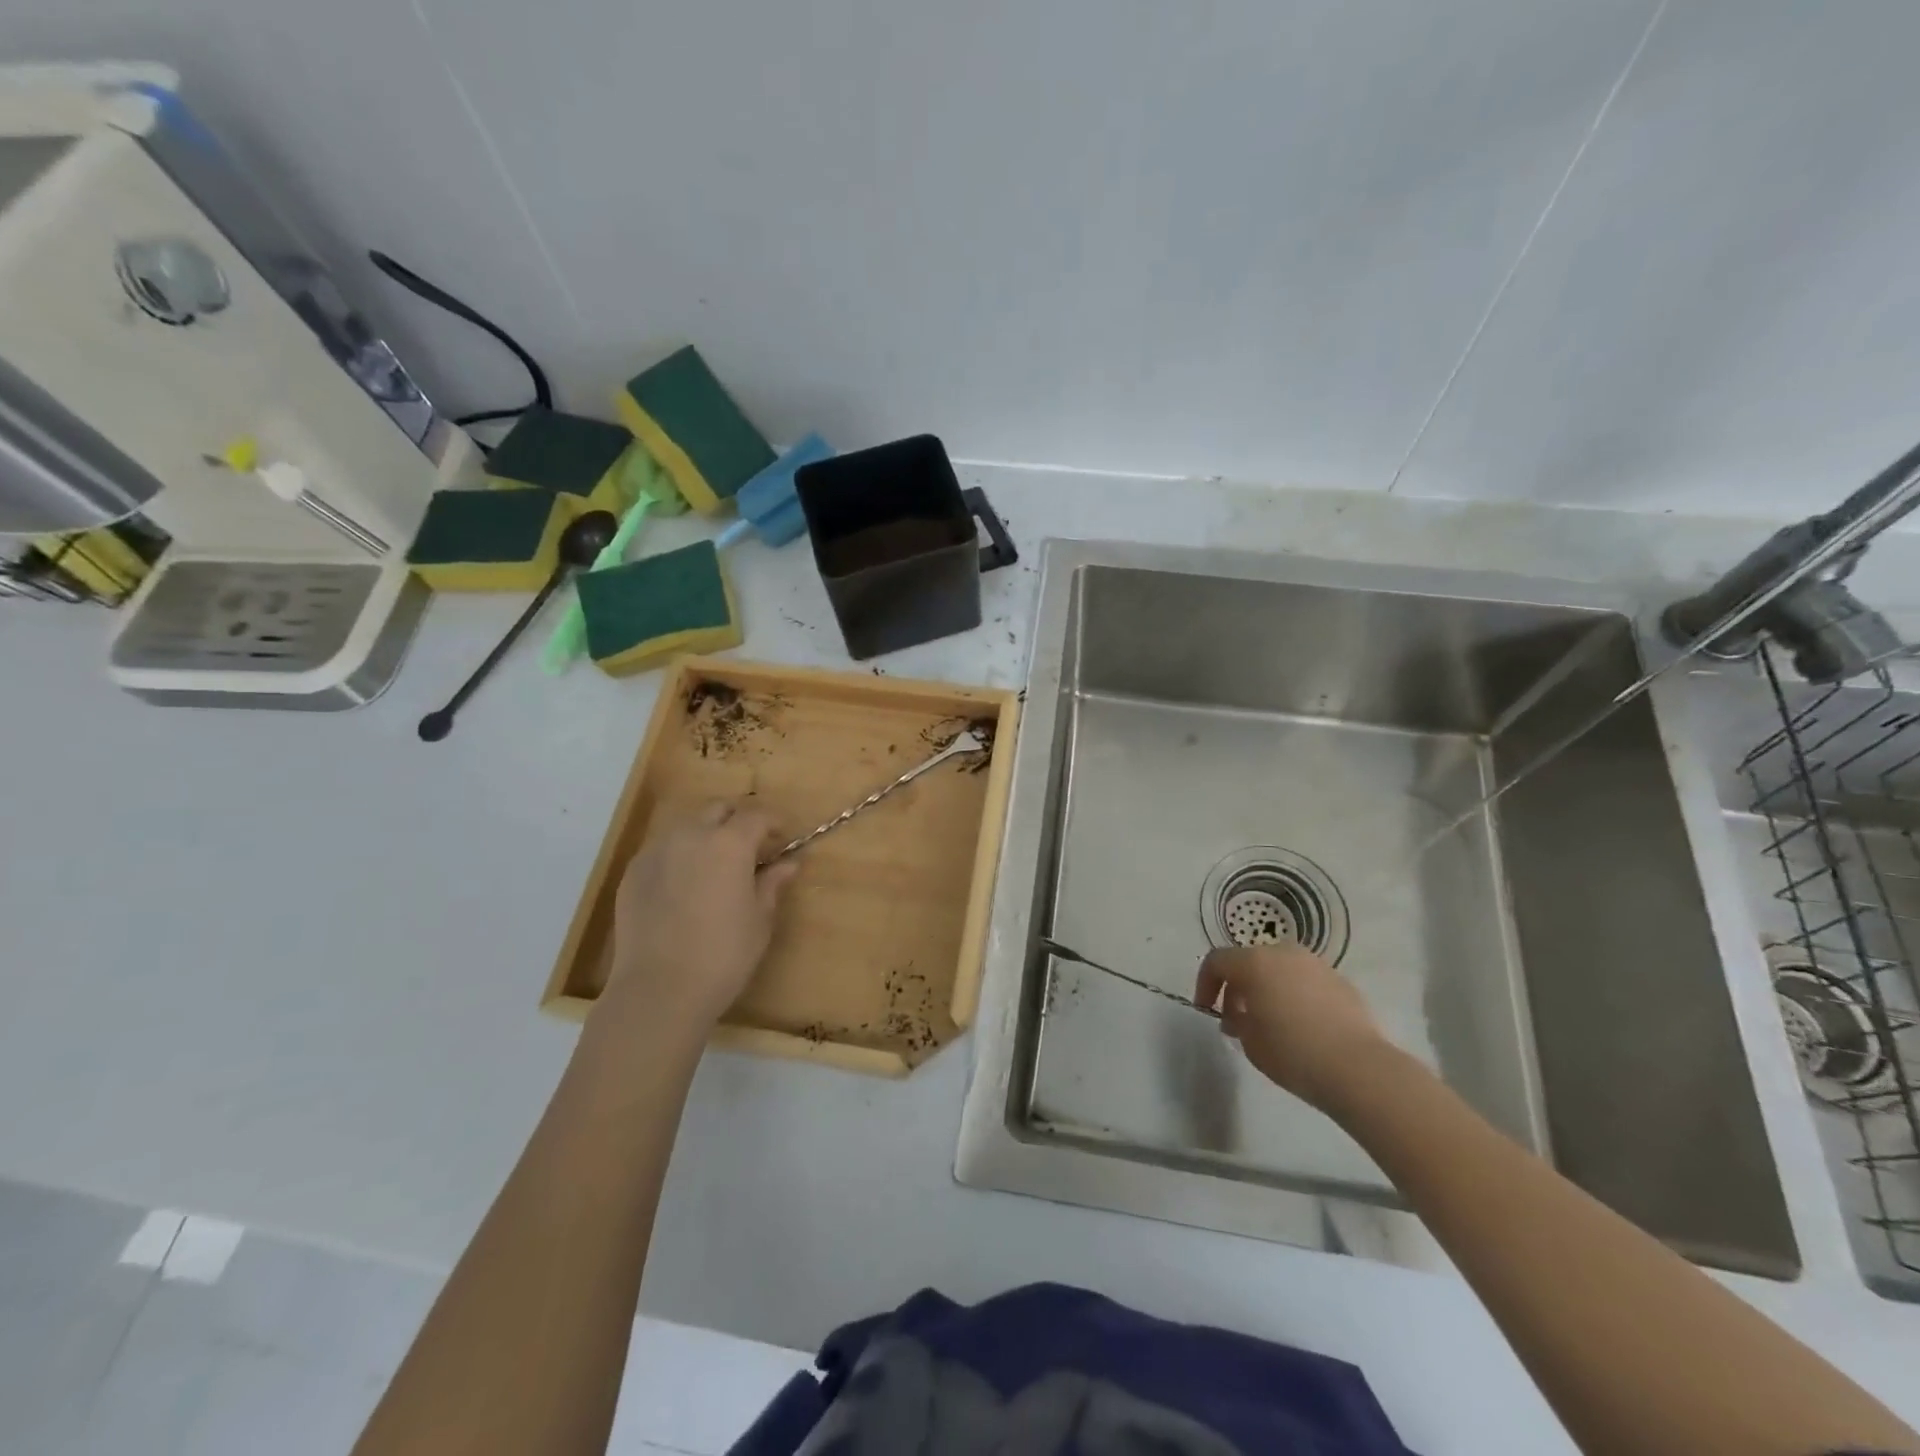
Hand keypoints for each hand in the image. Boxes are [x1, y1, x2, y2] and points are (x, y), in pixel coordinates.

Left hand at [604, 799, 797, 1032]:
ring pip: (687, 826)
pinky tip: (685, 885)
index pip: (757, 815)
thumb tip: (789, 863)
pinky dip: (680, 855)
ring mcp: (657, 851)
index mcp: (730, 843)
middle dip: (737, 820)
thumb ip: (773, 884)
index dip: (774, 823)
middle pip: (718, 809)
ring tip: (715, 865)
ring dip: (706, 834)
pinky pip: (663, 850)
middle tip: (751, 847)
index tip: (783, 839)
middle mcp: (691, 835)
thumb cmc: (723, 955)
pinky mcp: (633, 872)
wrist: (658, 989)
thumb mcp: (760, 920)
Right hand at [1194, 944, 1388, 1110]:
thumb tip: (1242, 1015)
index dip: (1205, 984)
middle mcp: (1284, 953)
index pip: (1217, 961)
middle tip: (1237, 1021)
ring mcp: (1316, 964)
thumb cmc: (1294, 1054)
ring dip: (1267, 989)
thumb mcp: (1250, 1043)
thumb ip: (1238, 1021)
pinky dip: (1294, 996)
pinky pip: (1305, 982)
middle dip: (1237, 987)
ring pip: (1279, 969)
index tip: (1207, 1011)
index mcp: (1255, 963)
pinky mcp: (1341, 981)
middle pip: (1249, 961)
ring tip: (1270, 1023)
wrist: (1360, 1069)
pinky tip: (1301, 1026)